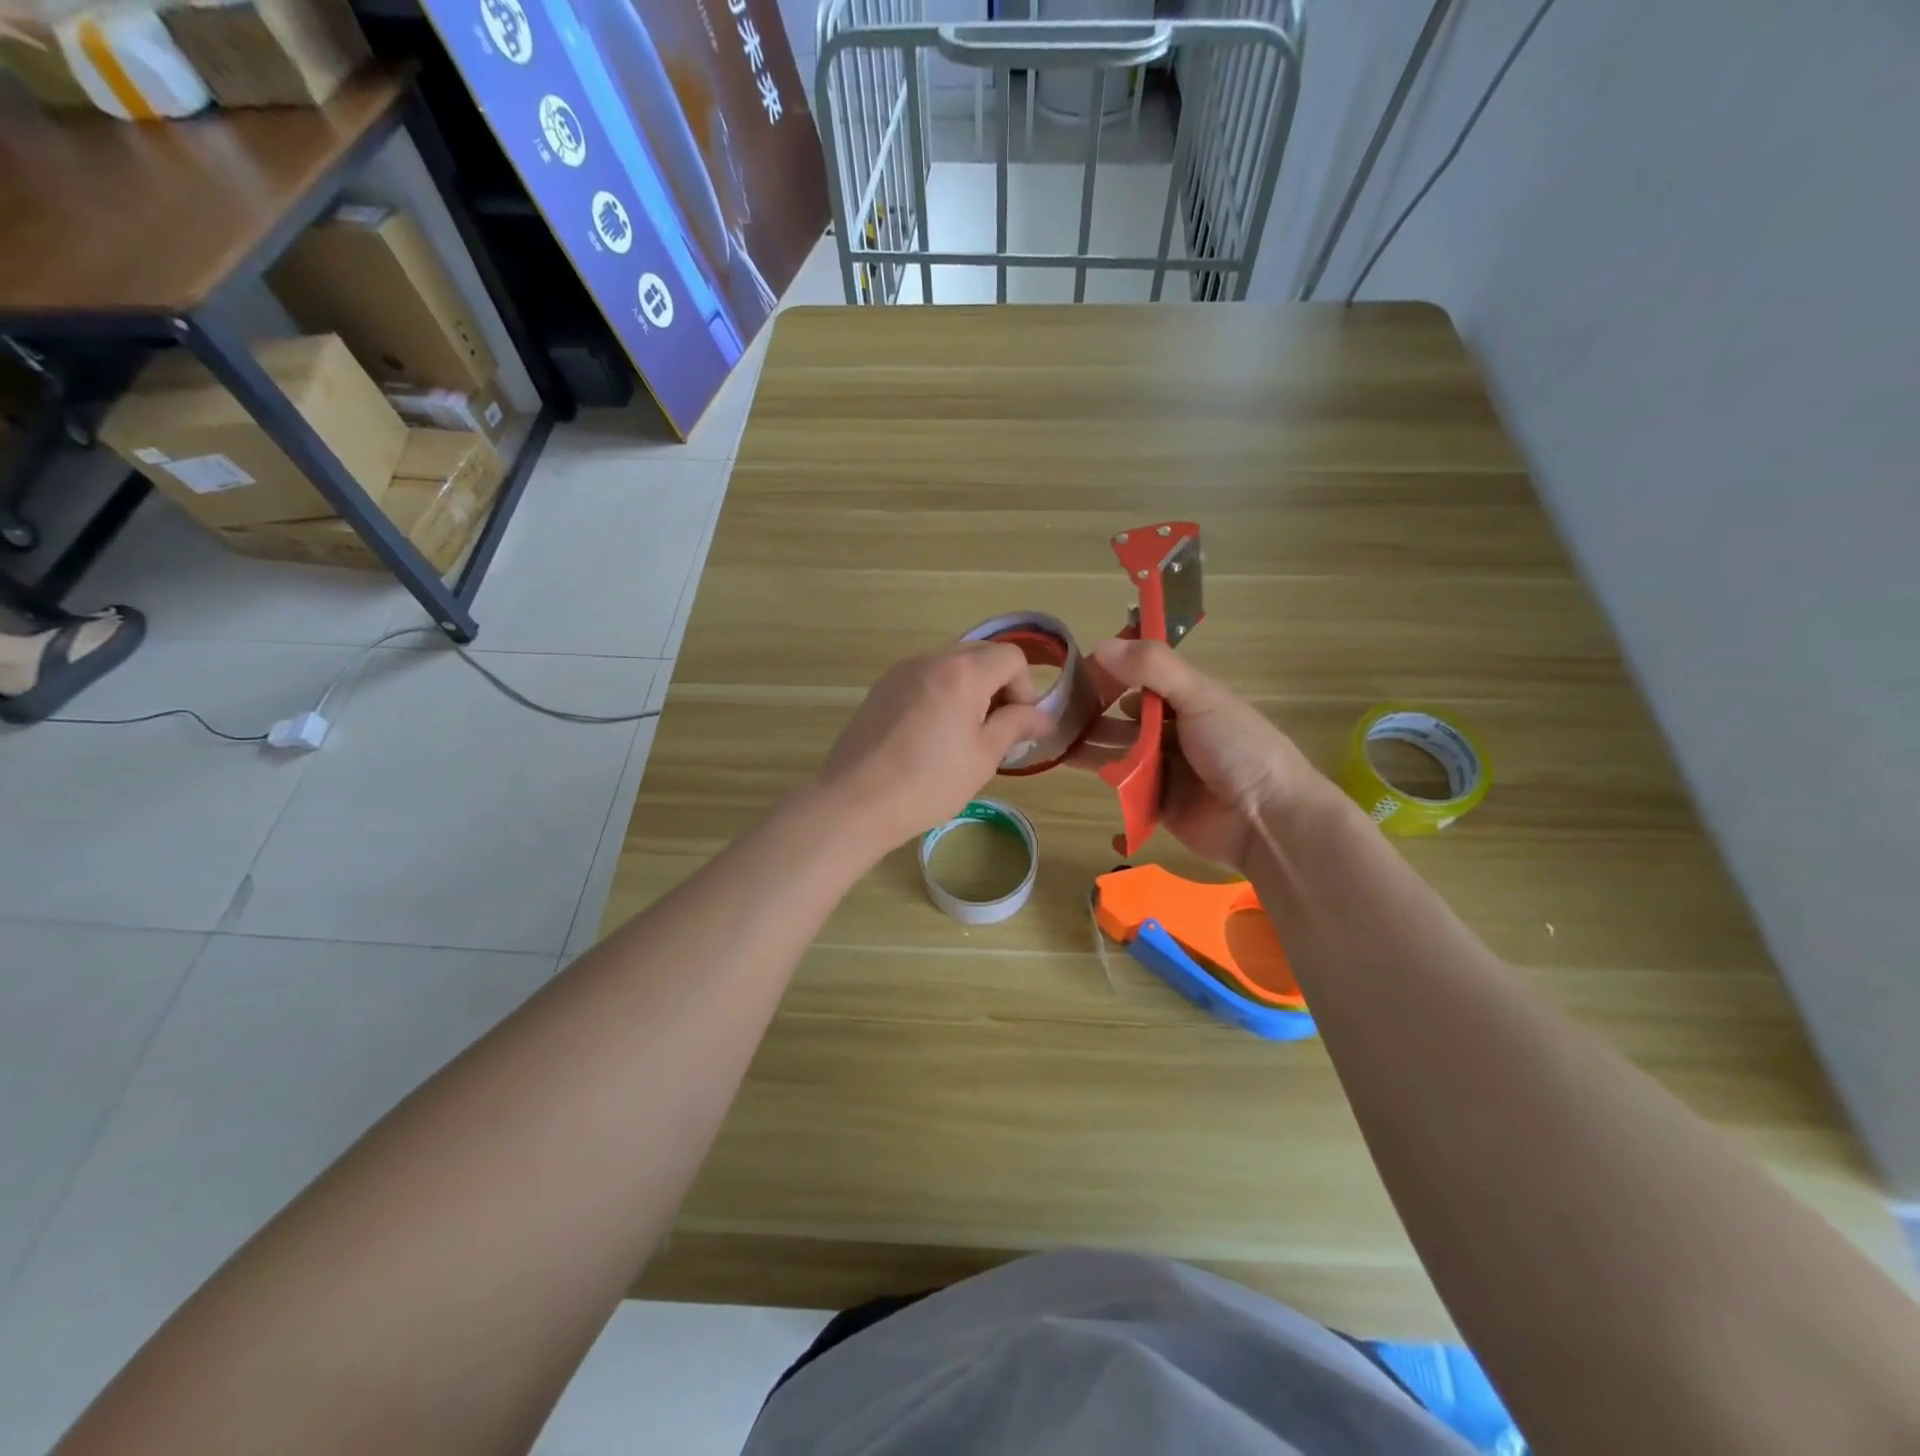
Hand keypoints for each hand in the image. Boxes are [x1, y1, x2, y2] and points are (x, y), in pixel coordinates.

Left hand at [817, 643, 1054, 856]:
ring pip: (951, 665)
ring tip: (961, 736)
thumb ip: (1015, 726)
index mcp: (962, 672)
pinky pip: (925, 679)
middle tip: (993, 730)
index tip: (1015, 726)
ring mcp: (901, 671)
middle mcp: (930, 659)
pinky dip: (941, 695)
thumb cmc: (928, 783)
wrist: (855, 802)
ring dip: (969, 690)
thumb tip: (1043, 716)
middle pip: (981, 654)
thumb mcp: (983, 757)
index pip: (1012, 657)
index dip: (1024, 690)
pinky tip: (930, 737)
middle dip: (998, 686)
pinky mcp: (881, 689)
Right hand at [1067, 638, 1330, 872]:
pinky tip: (1067, 767)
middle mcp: (1175, 730)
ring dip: (1088, 744)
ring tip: (1050, 739)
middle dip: (1091, 712)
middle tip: (1051, 712)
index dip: (1109, 673)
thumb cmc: (1238, 748)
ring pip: (1118, 750)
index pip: (1140, 677)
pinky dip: (1100, 777)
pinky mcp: (1156, 803)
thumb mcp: (1200, 696)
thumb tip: (1100, 646)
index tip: (1073, 674)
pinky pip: (1122, 787)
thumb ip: (1153, 668)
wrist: (1267, 821)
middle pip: (1123, 716)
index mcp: (1189, 699)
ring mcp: (1165, 768)